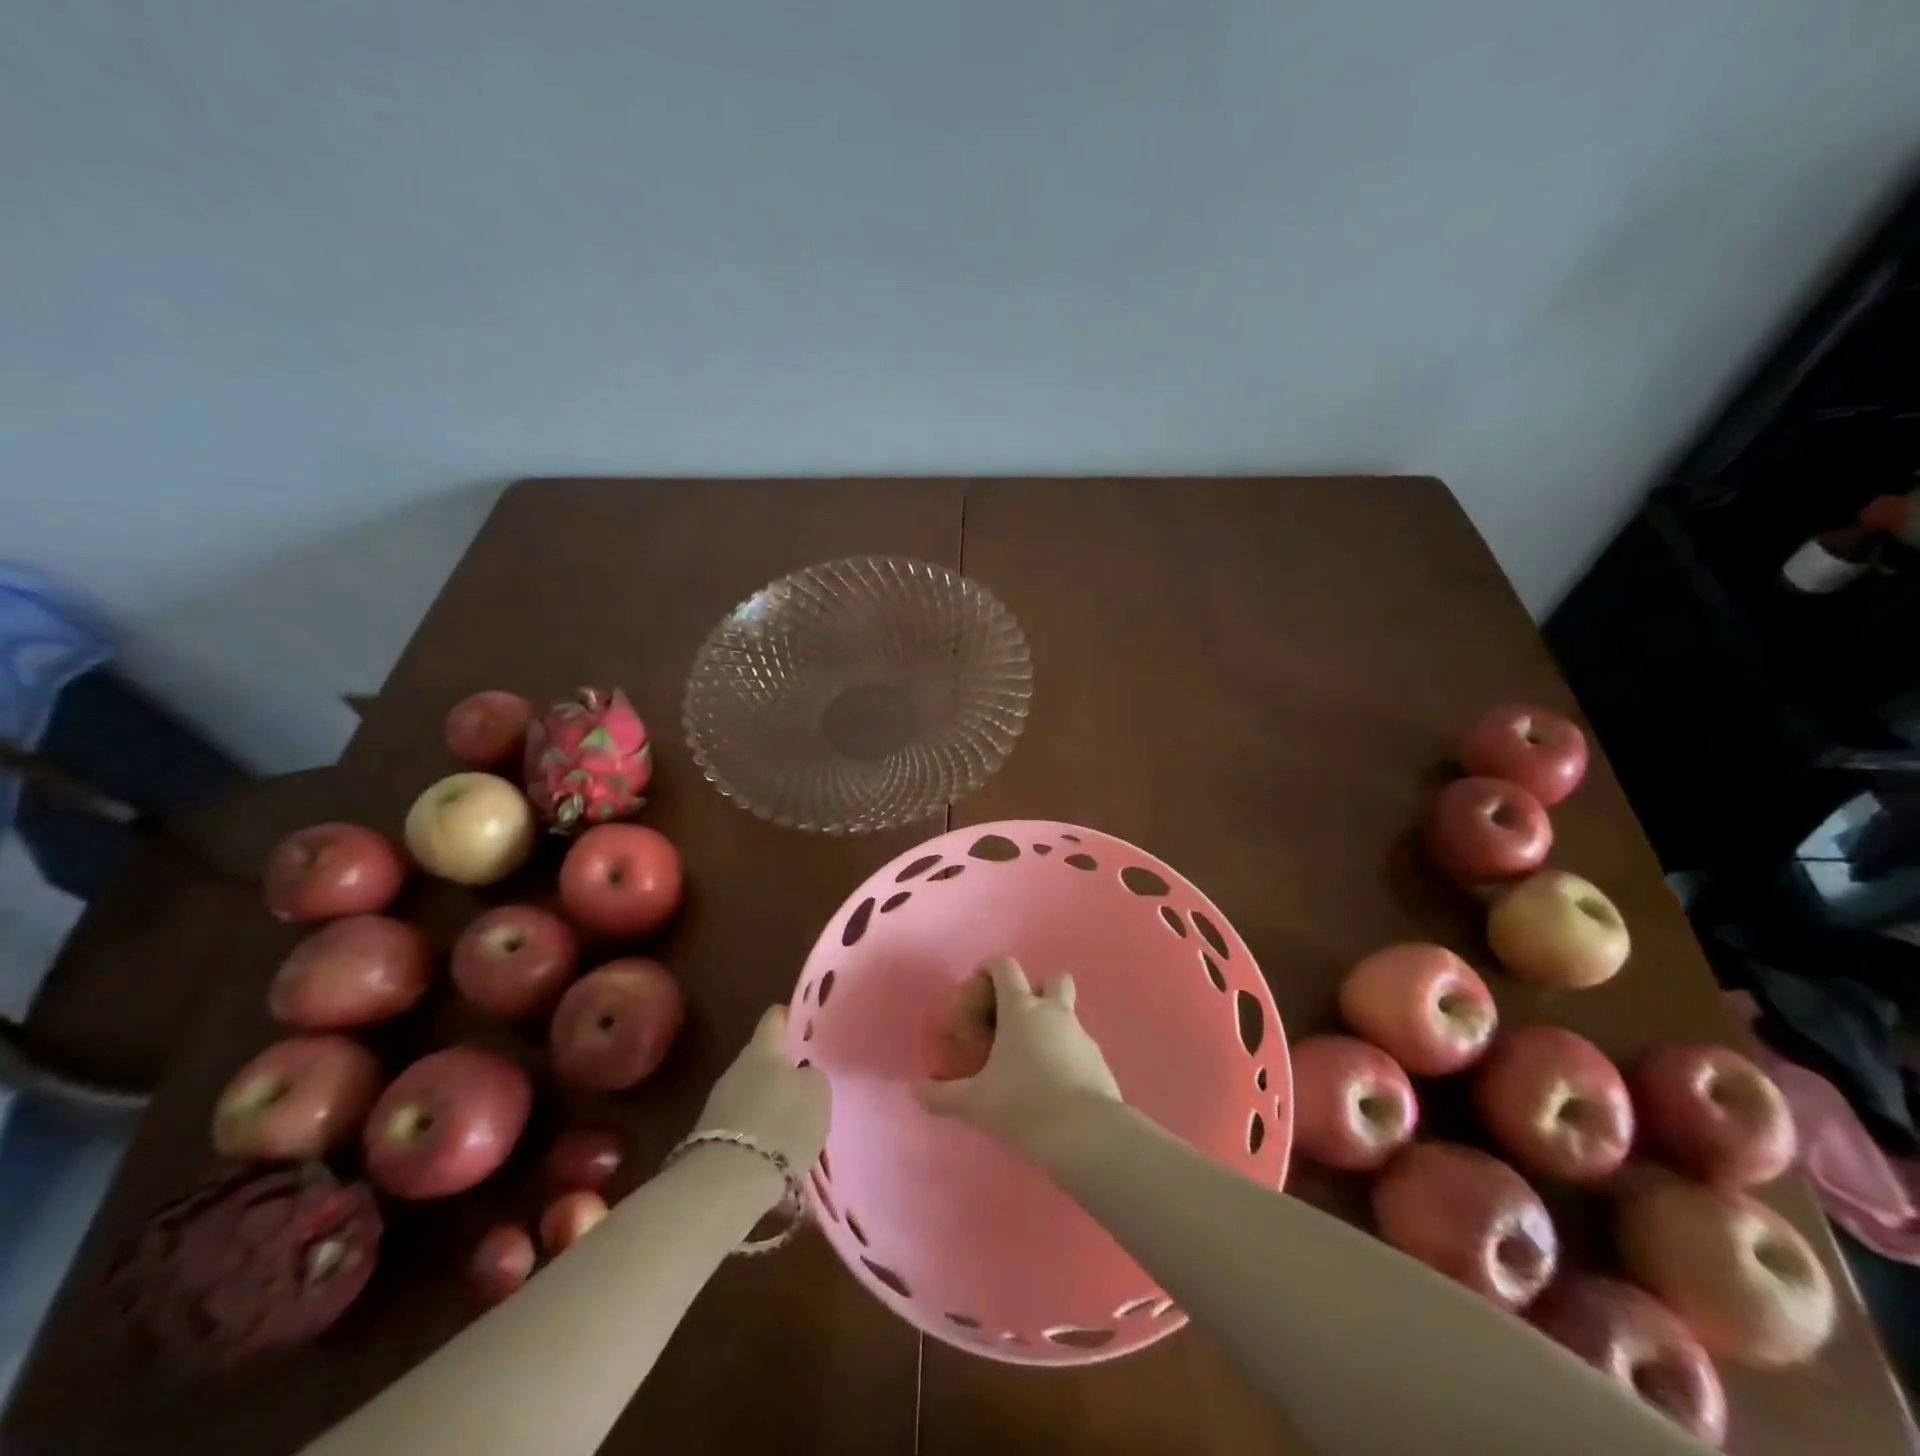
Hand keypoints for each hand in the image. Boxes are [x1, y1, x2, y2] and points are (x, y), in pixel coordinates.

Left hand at [691, 1006, 829, 1171]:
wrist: (727, 1184)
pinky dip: (761, 1133)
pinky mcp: (711, 1139)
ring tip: (797, 1123)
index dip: (795, 1018)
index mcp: (763, 1048)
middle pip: (765, 1058)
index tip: (813, 1029)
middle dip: (786, 1068)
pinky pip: (745, 1124)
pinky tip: (778, 1151)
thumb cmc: (781, 1124)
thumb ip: (812, 1076)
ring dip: (773, 1103)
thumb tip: (803, 1075)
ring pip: (754, 1092)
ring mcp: (720, 1103)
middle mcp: (737, 1067)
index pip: (776, 1016)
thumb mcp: (818, 1092)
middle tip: (811, 1083)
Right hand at [917, 957, 1121, 1155]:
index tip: (980, 979)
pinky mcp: (1099, 1060)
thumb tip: (914, 1091)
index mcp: (1021, 1010)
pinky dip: (1067, 1054)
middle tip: (1019, 1016)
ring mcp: (1081, 1034)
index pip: (1006, 968)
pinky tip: (1056, 1083)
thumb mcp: (975, 1102)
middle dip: (1038, 988)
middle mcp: (1054, 1012)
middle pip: (1053, 979)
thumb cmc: (1023, 1104)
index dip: (991, 967)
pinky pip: (1080, 1045)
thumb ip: (942, 1095)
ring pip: (1069, 1013)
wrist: (1085, 1133)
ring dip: (1053, 1023)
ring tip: (1034, 1057)